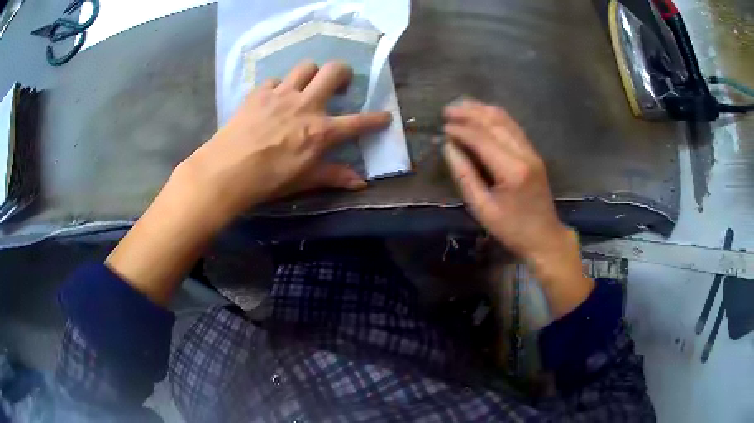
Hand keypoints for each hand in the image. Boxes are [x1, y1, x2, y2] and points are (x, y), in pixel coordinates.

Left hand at [177, 61, 390, 221]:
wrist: (227, 170)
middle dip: (343, 72)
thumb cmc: (268, 180)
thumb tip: (360, 183)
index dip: (376, 119)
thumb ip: (333, 176)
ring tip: (306, 86)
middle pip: (333, 71)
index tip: (385, 116)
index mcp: (321, 131)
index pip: (358, 122)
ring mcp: (281, 95)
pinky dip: (278, 86)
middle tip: (340, 83)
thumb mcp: (304, 180)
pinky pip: (275, 80)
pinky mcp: (259, 93)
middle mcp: (306, 105)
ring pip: (305, 67)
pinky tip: (273, 99)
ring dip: (311, 73)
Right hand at [443, 100, 592, 315]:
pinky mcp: (533, 152)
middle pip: (495, 122)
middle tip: (447, 110)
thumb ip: (465, 175)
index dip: (461, 130)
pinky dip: (495, 117)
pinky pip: (512, 127)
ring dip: (482, 110)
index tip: (443, 127)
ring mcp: (532, 151)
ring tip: (461, 106)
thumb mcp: (482, 208)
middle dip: (470, 112)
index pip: (482, 139)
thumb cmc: (512, 229)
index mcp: (512, 170)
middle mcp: (524, 154)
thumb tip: (449, 148)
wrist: (544, 237)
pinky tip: (481, 115)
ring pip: (505, 120)